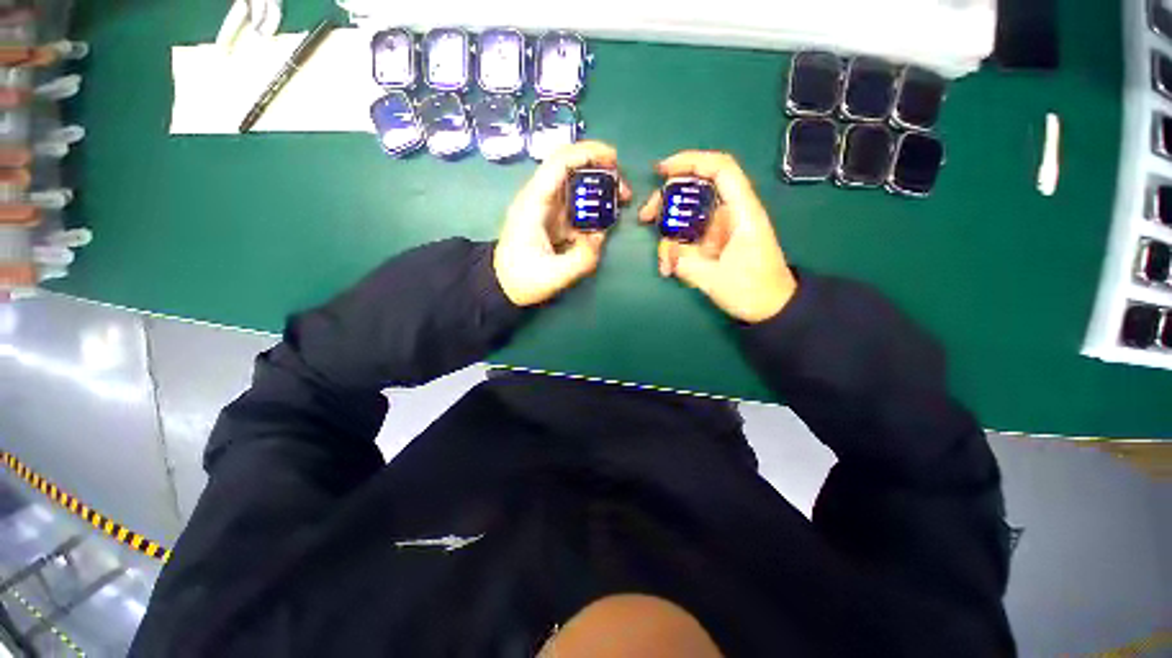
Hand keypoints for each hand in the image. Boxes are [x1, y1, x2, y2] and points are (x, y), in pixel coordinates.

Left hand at [495, 141, 631, 306]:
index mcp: (533, 203)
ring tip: (620, 203)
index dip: (587, 153)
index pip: (559, 163)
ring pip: (576, 186)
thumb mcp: (553, 276)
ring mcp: (546, 208)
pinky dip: (594, 209)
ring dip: (599, 189)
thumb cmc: (522, 279)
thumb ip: (581, 260)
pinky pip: (577, 206)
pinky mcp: (553, 219)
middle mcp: (540, 198)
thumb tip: (600, 237)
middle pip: (571, 169)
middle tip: (623, 191)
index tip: (614, 159)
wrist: (503, 285)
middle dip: (600, 171)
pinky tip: (604, 222)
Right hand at [639, 151, 796, 323]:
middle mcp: (729, 213)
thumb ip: (687, 264)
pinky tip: (669, 268)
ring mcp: (719, 228)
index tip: (661, 170)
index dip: (691, 161)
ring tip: (664, 261)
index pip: (720, 169)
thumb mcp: (716, 280)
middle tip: (645, 217)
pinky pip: (687, 236)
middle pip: (694, 189)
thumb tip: (667, 253)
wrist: (771, 308)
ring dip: (667, 232)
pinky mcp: (712, 242)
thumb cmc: (753, 290)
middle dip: (665, 200)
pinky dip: (674, 249)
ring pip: (686, 215)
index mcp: (741, 211)